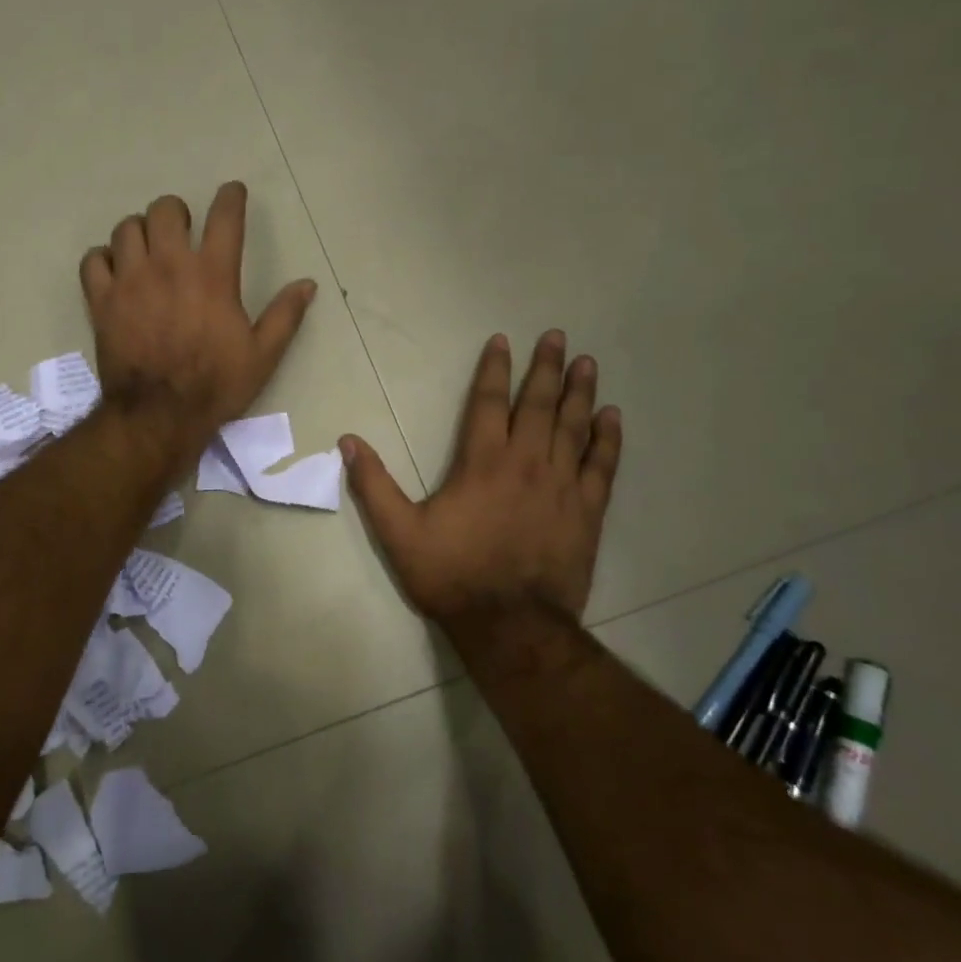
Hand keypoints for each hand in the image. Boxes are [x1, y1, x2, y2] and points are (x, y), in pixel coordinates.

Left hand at [81, 184, 315, 463]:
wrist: (159, 415)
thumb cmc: (215, 385)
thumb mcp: (263, 355)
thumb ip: (285, 315)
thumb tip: (307, 284)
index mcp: (213, 275)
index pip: (224, 218)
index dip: (230, 197)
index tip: (232, 192)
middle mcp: (169, 265)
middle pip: (165, 210)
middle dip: (176, 212)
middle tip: (182, 229)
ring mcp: (130, 280)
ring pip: (127, 228)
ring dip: (140, 231)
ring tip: (148, 249)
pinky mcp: (101, 300)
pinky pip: (94, 260)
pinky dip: (104, 258)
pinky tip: (115, 271)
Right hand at [340, 332, 622, 645]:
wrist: (511, 626)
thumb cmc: (452, 575)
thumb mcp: (399, 533)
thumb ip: (374, 485)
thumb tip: (348, 441)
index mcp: (481, 463)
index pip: (489, 403)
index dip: (495, 369)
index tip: (504, 341)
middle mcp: (525, 462)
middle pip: (538, 404)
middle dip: (545, 367)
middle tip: (556, 335)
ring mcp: (561, 485)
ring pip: (573, 427)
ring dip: (579, 392)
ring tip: (587, 362)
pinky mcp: (587, 511)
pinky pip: (601, 466)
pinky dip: (608, 439)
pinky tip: (612, 416)